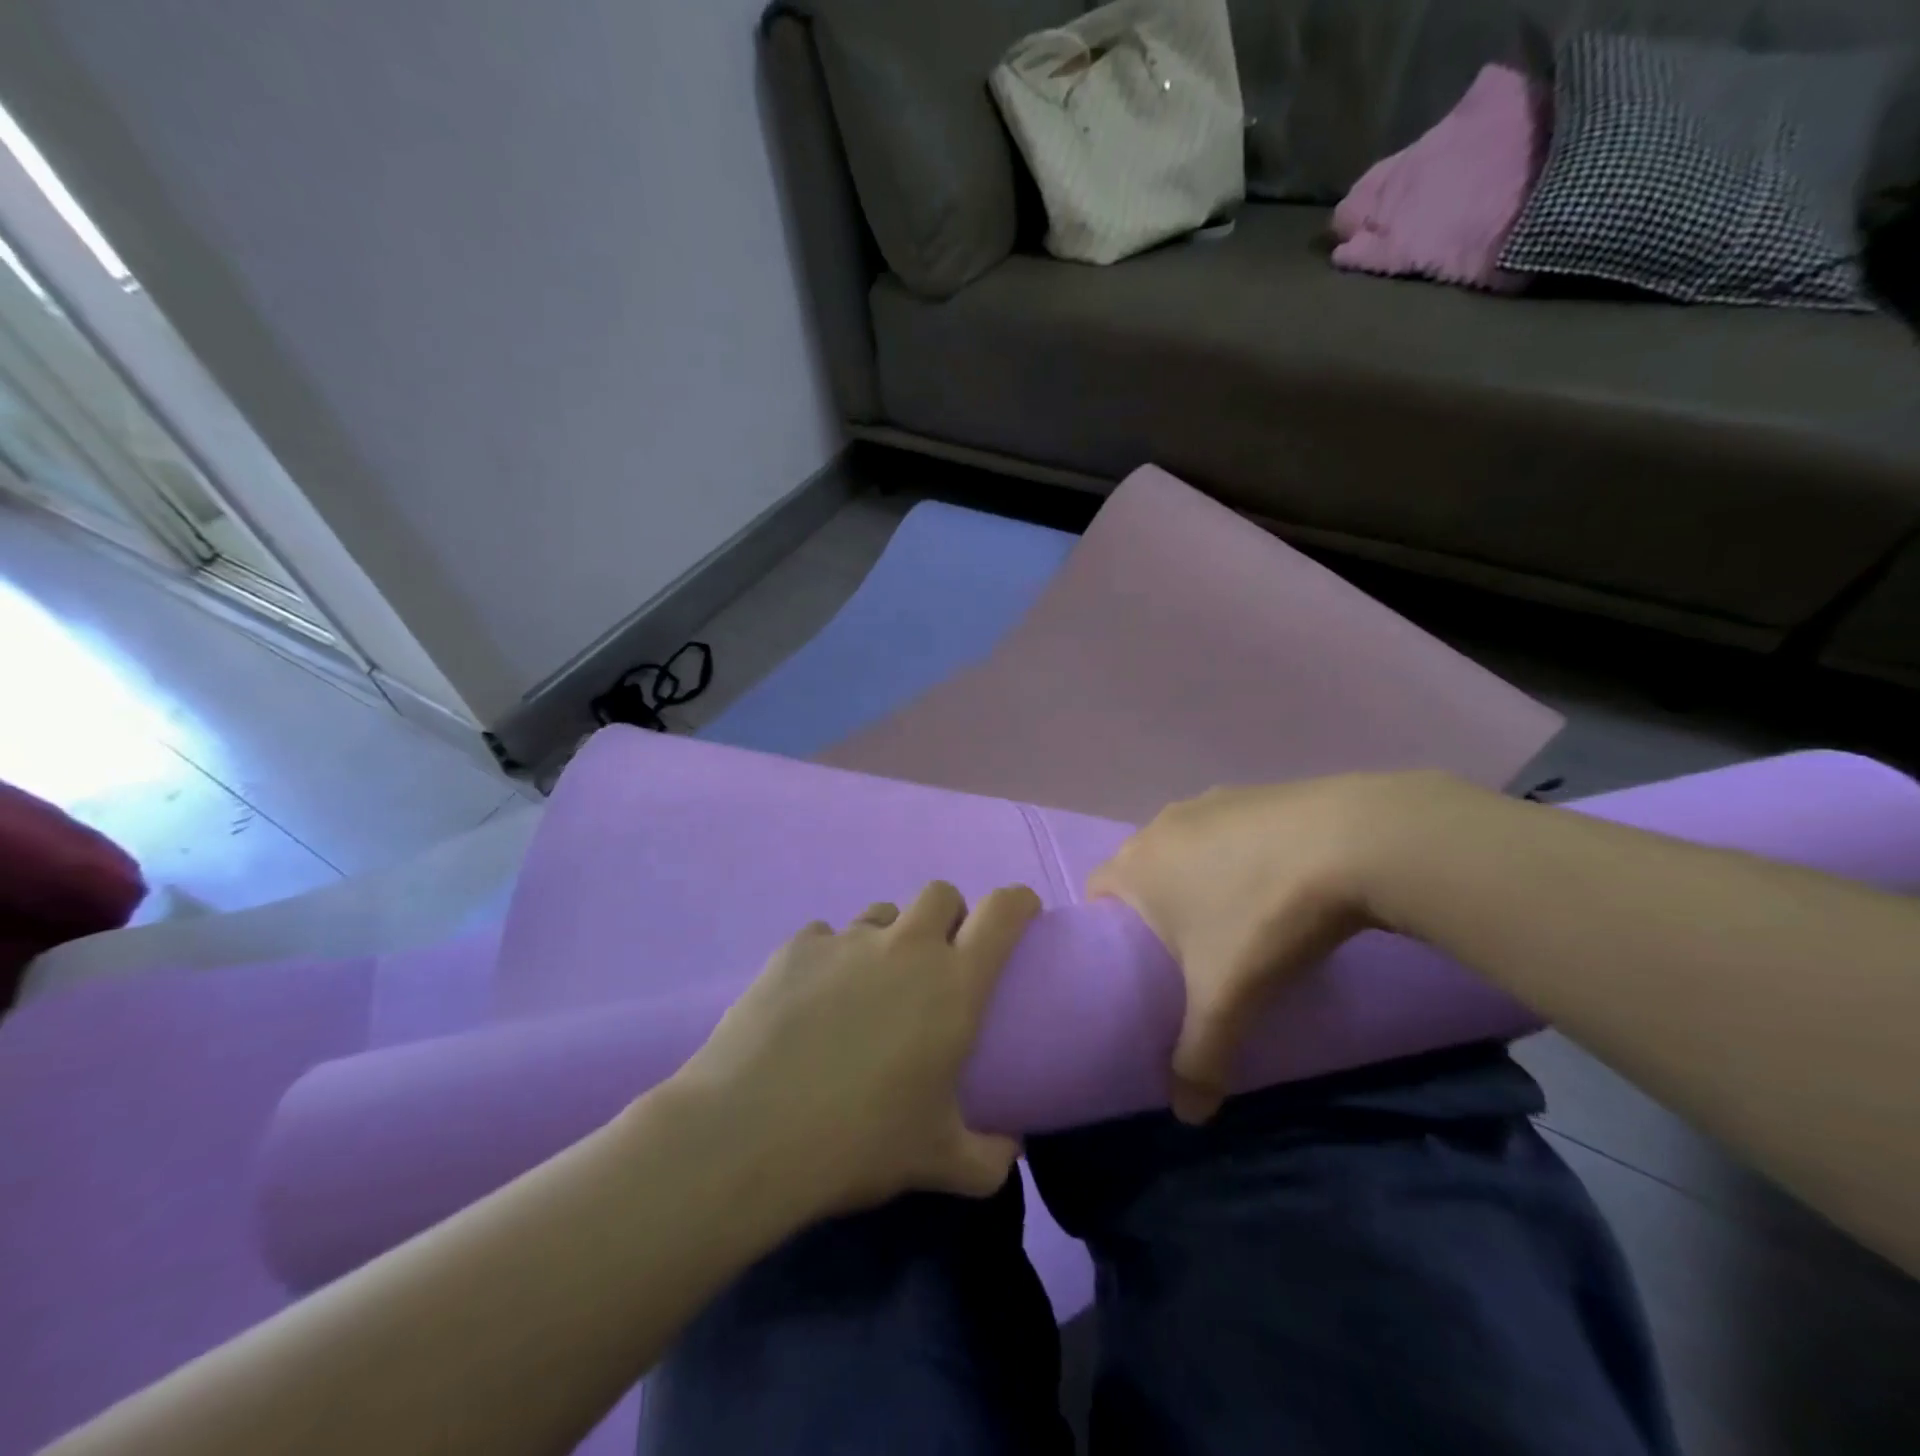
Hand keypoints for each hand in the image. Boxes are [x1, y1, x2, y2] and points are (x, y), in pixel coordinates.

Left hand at [670, 880, 1041, 1218]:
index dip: (1018, 902)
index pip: (1003, 911)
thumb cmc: (858, 1142)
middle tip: (938, 961)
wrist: (748, 1134)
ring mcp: (846, 939)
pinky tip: (812, 1001)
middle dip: (949, 915)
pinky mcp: (796, 946)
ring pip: (882, 913)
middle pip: (940, 893)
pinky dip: (831, 959)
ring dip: (889, 938)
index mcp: (953, 983)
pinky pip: (826, 936)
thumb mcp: (938, 1161)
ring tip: (869, 986)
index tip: (1021, 914)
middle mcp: (905, 946)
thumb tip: (1010, 1148)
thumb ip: (990, 1157)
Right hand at [1088, 772, 1468, 1122]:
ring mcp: (1210, 801)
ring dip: (1197, 876)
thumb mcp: (1227, 999)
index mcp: (1137, 864)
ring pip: (1185, 845)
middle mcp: (1162, 824)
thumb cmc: (1263, 918)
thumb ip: (1199, 1058)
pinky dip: (1238, 853)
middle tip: (1187, 952)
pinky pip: (1227, 827)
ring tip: (1236, 916)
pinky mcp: (1256, 792)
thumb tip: (1189, 1118)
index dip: (1107, 928)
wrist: (1355, 842)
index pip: (1096, 892)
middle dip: (1154, 906)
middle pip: (1141, 867)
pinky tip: (1276, 881)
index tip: (1137, 963)